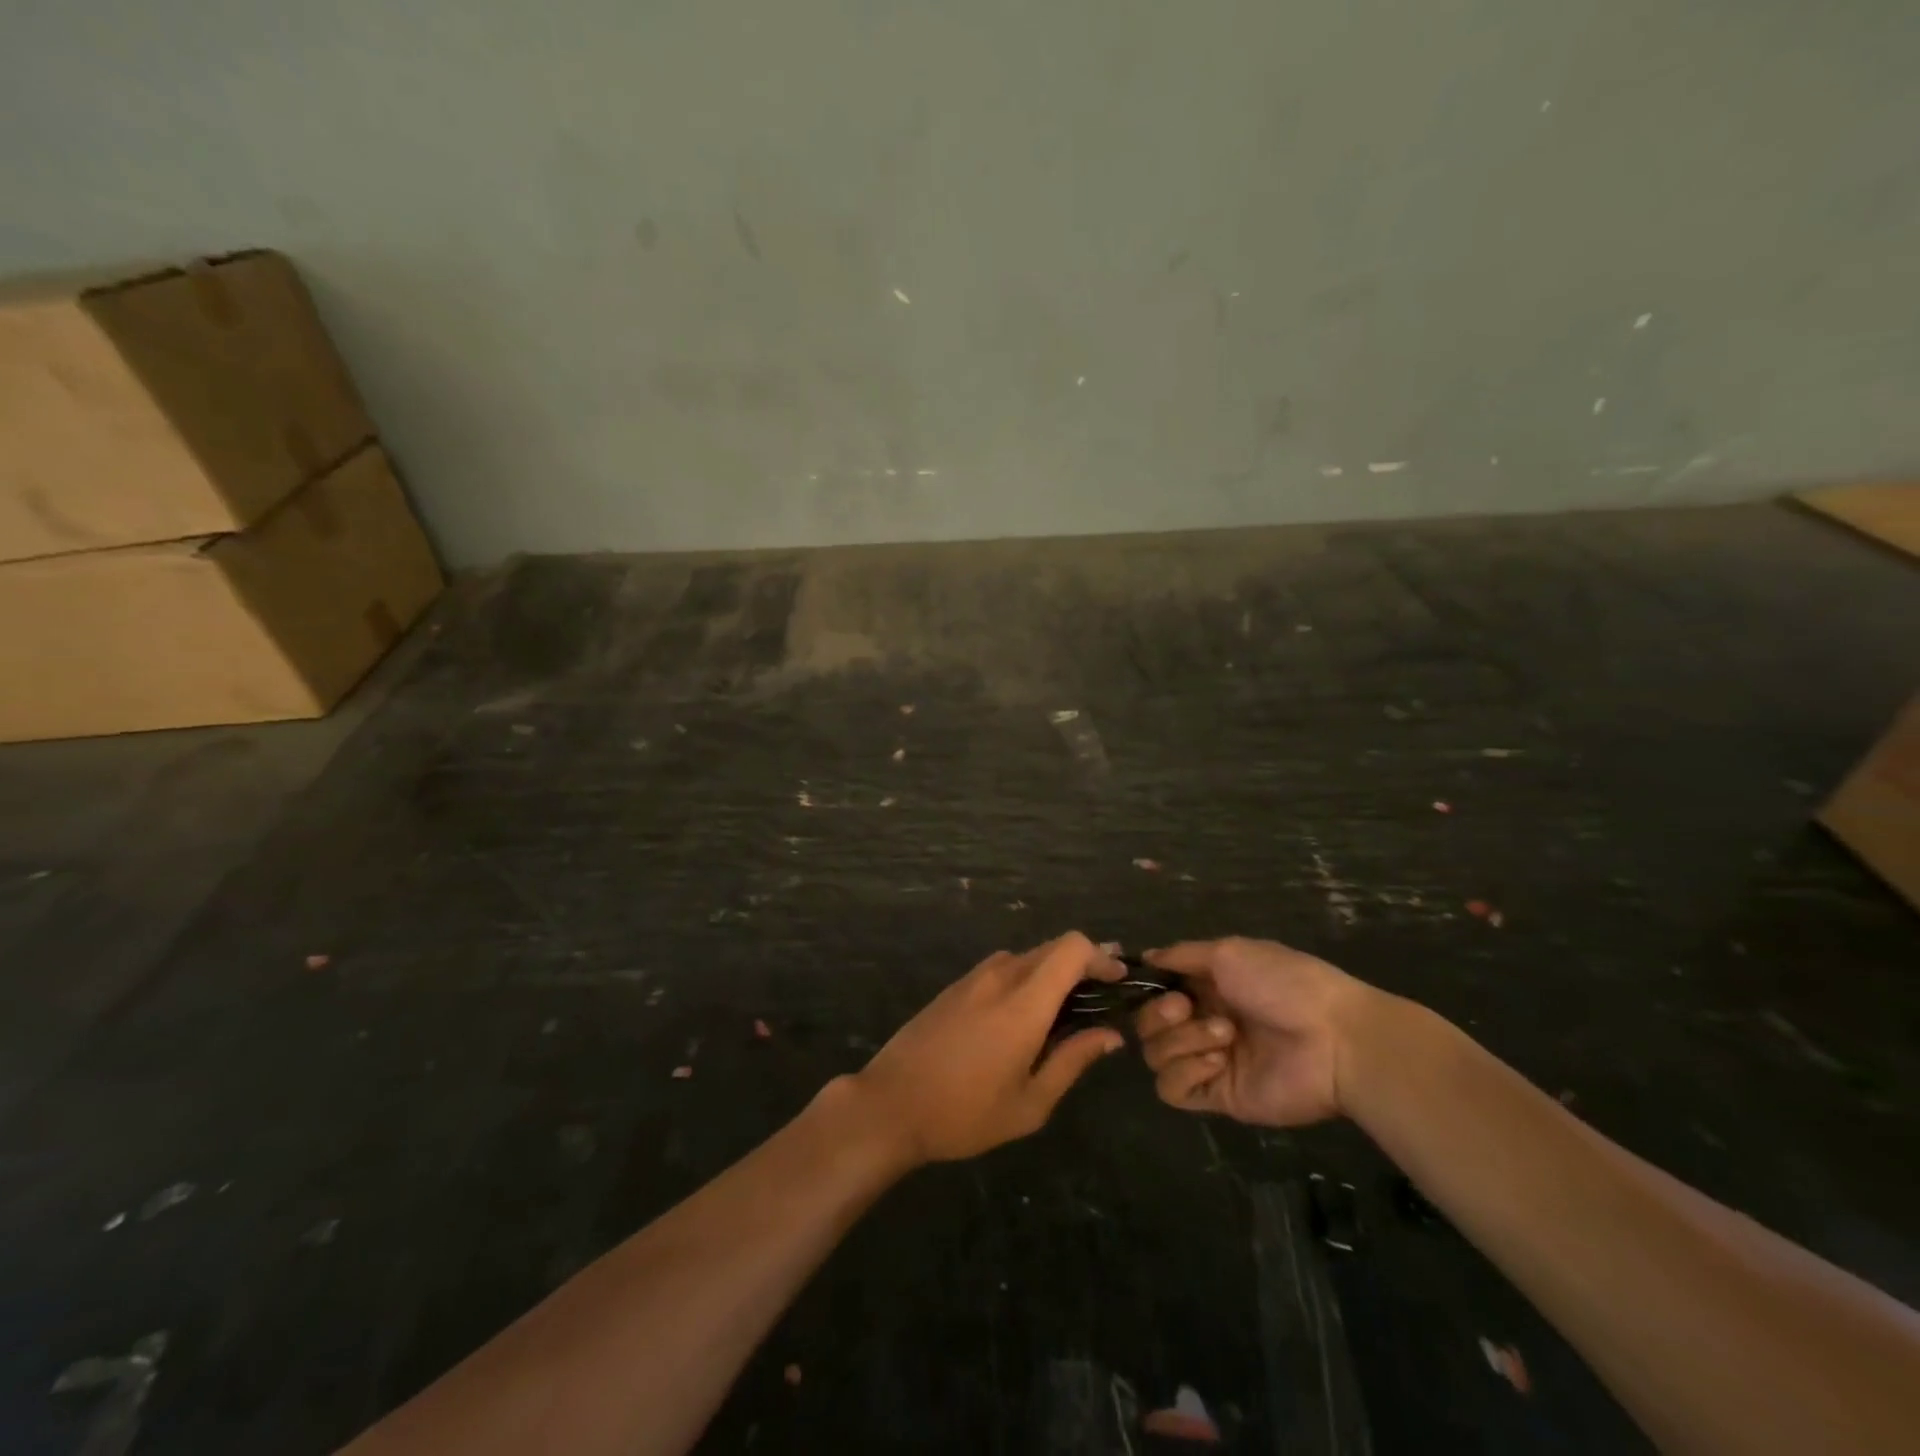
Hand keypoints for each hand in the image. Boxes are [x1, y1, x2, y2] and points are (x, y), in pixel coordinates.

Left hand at [851, 932, 1125, 1164]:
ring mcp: (974, 977)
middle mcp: (1000, 976)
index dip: (1101, 956)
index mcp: (1024, 1002)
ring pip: (1027, 955)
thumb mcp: (1030, 1103)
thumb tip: (1111, 1035)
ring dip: (1054, 971)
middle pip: (1053, 947)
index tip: (1118, 981)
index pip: (1071, 948)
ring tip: (1068, 1009)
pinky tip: (1027, 1012)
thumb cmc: (964, 1114)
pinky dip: (1027, 977)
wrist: (890, 1104)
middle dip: (1083, 963)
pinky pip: (1003, 967)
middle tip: (1103, 996)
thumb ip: (1073, 1061)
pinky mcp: (956, 985)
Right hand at [1135, 936, 1371, 1126]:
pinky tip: (1218, 1062)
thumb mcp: (1229, 952)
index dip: (1148, 989)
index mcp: (1206, 987)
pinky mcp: (1217, 1096)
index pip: (1155, 991)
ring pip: (1155, 1055)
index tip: (1155, 982)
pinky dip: (1186, 1071)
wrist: (1335, 1040)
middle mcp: (1201, 1022)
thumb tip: (1146, 957)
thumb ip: (1182, 955)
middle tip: (1187, 1008)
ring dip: (1183, 1040)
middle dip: (1159, 1014)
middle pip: (1146, 1025)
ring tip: (1225, 1034)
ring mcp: (1208, 1061)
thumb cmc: (1284, 985)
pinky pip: (1173, 1089)